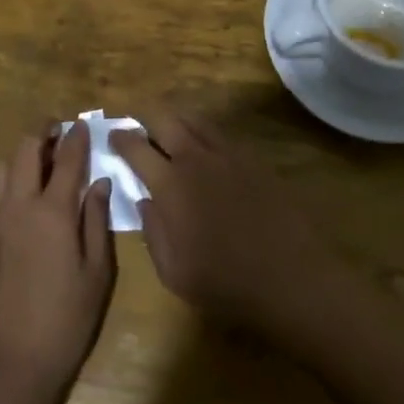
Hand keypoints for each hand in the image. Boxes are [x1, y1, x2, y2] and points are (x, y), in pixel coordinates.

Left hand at [0, 122, 116, 403]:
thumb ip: (97, 222)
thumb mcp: (96, 275)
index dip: (77, 136)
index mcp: (52, 211)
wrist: (6, 368)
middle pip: (26, 148)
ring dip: (21, 154)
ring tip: (40, 163)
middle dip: (43, 132)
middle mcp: (19, 205)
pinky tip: (22, 197)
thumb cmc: (63, 324)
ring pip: (1, 165)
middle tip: (60, 132)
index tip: (85, 125)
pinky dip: (7, 179)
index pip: (67, 157)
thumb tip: (99, 183)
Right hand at [112, 113, 337, 335]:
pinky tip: (204, 147)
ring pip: (194, 119)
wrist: (290, 278)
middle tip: (139, 127)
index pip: (136, 148)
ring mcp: (226, 154)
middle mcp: (195, 158)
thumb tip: (145, 201)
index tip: (113, 136)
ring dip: (176, 120)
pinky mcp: (251, 158)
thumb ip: (153, 232)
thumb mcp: (174, 273)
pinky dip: (203, 132)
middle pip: (165, 119)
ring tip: (168, 130)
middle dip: (146, 119)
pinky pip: (219, 133)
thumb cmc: (226, 284)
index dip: (121, 139)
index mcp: (171, 185)